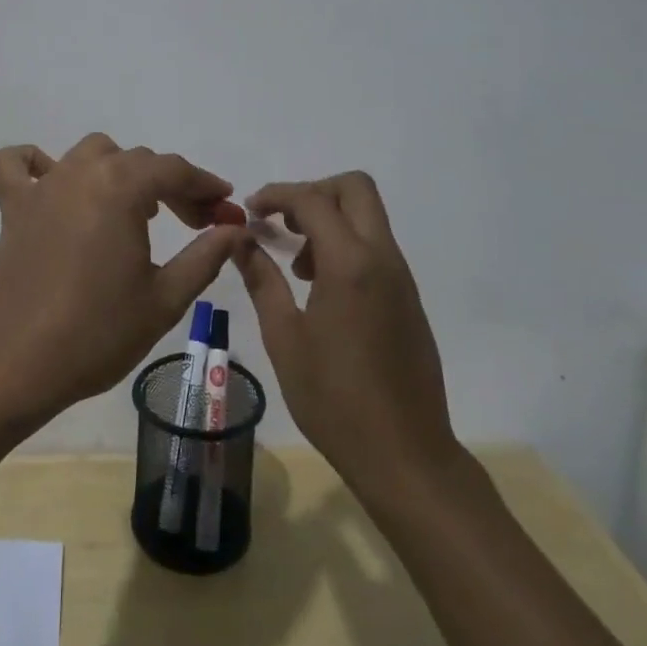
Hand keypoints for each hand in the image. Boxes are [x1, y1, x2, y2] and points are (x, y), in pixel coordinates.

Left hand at [0, 133, 246, 425]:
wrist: (17, 365)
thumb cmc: (98, 333)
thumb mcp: (165, 299)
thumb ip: (206, 256)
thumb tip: (236, 229)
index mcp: (121, 187)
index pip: (173, 170)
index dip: (205, 185)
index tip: (224, 207)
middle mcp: (82, 172)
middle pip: (137, 160)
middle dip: (170, 184)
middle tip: (193, 221)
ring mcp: (43, 186)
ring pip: (90, 153)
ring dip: (118, 169)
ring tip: (133, 207)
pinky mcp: (13, 206)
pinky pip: (16, 164)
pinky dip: (34, 163)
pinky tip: (54, 185)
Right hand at [236, 173, 464, 498]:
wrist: (406, 457)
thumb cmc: (335, 400)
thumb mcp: (285, 339)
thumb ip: (262, 280)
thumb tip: (239, 240)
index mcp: (350, 264)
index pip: (313, 200)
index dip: (277, 195)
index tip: (250, 211)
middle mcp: (382, 258)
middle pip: (355, 188)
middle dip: (314, 192)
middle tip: (282, 223)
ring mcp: (401, 277)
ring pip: (368, 216)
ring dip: (330, 219)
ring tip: (298, 265)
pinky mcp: (408, 297)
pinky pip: (376, 246)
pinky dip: (346, 245)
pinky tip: (321, 289)